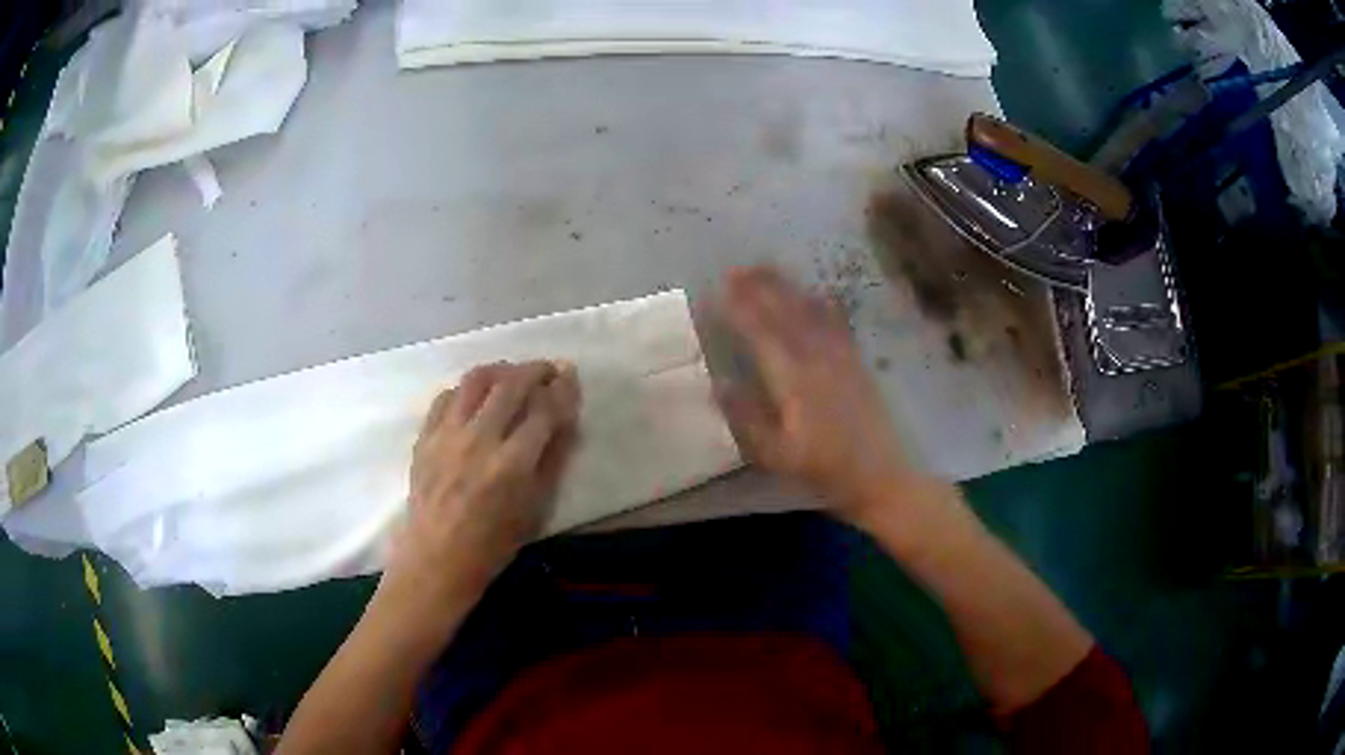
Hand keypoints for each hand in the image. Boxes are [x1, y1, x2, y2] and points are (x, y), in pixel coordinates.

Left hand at [380, 360, 580, 618]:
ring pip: (476, 380)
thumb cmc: (494, 543)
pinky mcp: (425, 436)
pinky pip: (447, 395)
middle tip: (547, 370)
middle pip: (511, 384)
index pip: (544, 409)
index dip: (562, 388)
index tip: (570, 375)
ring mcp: (447, 434)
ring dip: (501, 370)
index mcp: (512, 464)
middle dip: (535, 369)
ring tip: (512, 376)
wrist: (437, 558)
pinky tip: (476, 398)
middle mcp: (479, 439)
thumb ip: (553, 458)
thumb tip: (566, 416)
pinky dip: (468, 389)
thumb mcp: (537, 507)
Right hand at [716, 267, 913, 520]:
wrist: (881, 477)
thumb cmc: (825, 470)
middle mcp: (818, 357)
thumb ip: (746, 417)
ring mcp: (841, 356)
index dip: (738, 309)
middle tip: (735, 268)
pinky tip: (814, 293)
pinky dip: (820, 301)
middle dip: (759, 287)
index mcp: (794, 379)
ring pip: (810, 309)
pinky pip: (837, 321)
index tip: (716, 291)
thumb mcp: (777, 454)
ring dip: (787, 286)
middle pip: (785, 311)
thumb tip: (718, 382)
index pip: (761, 332)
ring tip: (765, 269)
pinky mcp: (857, 361)